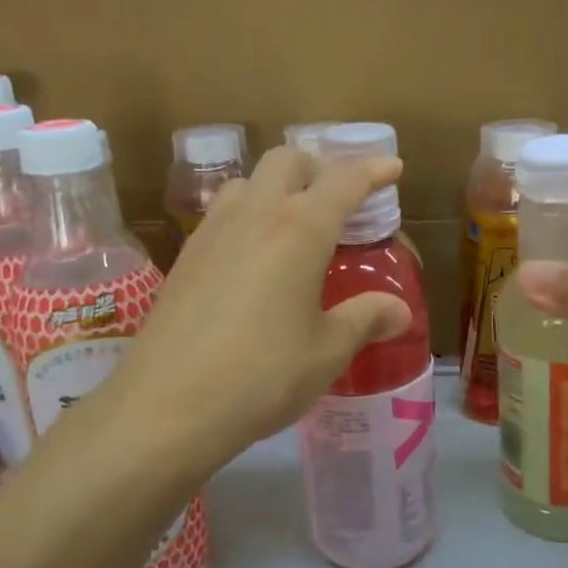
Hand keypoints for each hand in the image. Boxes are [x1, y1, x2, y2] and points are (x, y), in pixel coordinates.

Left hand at [88, 145, 411, 475]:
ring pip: (247, 182)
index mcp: (299, 230)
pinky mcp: (184, 258)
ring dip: (276, 187)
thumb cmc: (263, 375)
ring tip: (292, 223)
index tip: (392, 167)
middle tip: (338, 198)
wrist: (167, 406)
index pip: (343, 181)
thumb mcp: (327, 351)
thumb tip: (400, 311)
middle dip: (318, 167)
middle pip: (287, 162)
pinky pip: (220, 214)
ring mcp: (212, 233)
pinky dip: (246, 215)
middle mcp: (254, 216)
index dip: (372, 170)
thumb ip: (366, 320)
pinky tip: (250, 256)